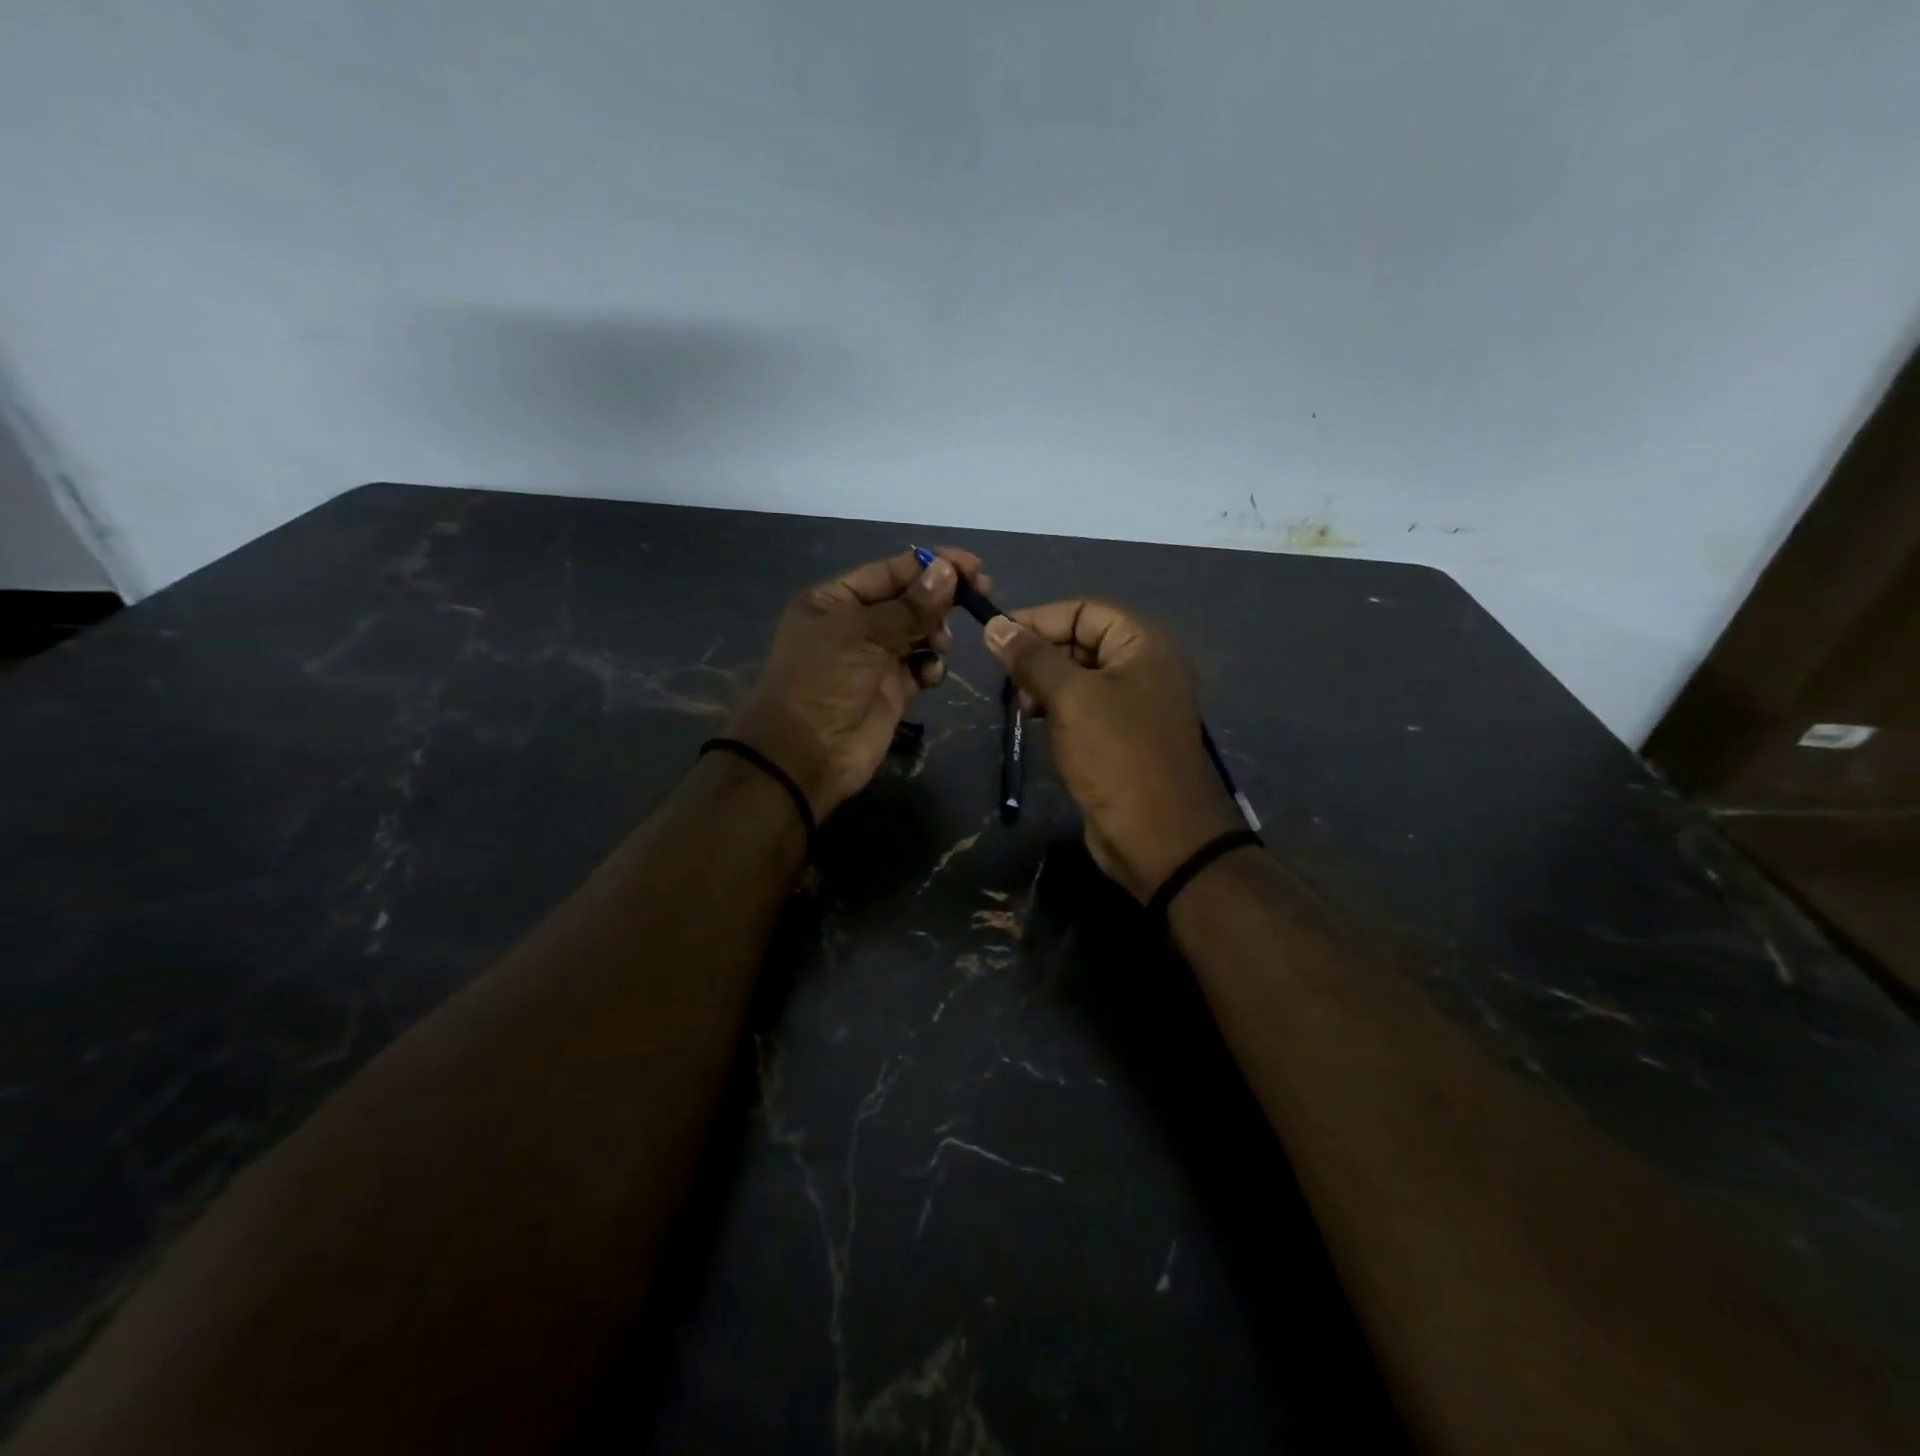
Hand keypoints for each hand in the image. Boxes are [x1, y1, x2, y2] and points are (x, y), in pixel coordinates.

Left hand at [727, 548, 988, 818]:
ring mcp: (874, 659)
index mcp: (834, 600)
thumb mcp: (862, 633)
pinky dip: (931, 667)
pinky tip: (930, 675)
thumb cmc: (824, 681)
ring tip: (940, 644)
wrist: (807, 754)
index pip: (889, 571)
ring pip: (918, 633)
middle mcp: (854, 625)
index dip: (931, 566)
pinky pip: (920, 668)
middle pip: (908, 600)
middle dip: (940, 599)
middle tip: (978, 596)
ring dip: (936, 632)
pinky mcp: (891, 691)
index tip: (973, 567)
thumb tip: (949, 571)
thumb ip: (910, 606)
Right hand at [984, 601, 1241, 901]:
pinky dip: (1058, 711)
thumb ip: (1033, 658)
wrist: (1159, 838)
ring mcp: (1135, 704)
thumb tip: (995, 626)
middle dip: (1041, 656)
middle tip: (1010, 684)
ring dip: (1045, 686)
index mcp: (1144, 645)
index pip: (1084, 611)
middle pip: (1082, 641)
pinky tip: (1037, 726)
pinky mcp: (1122, 737)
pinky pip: (1084, 709)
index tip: (997, 639)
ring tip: (1023, 708)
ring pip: (1079, 677)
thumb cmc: (1117, 756)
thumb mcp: (1071, 698)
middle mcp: (1144, 667)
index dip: (1040, 620)